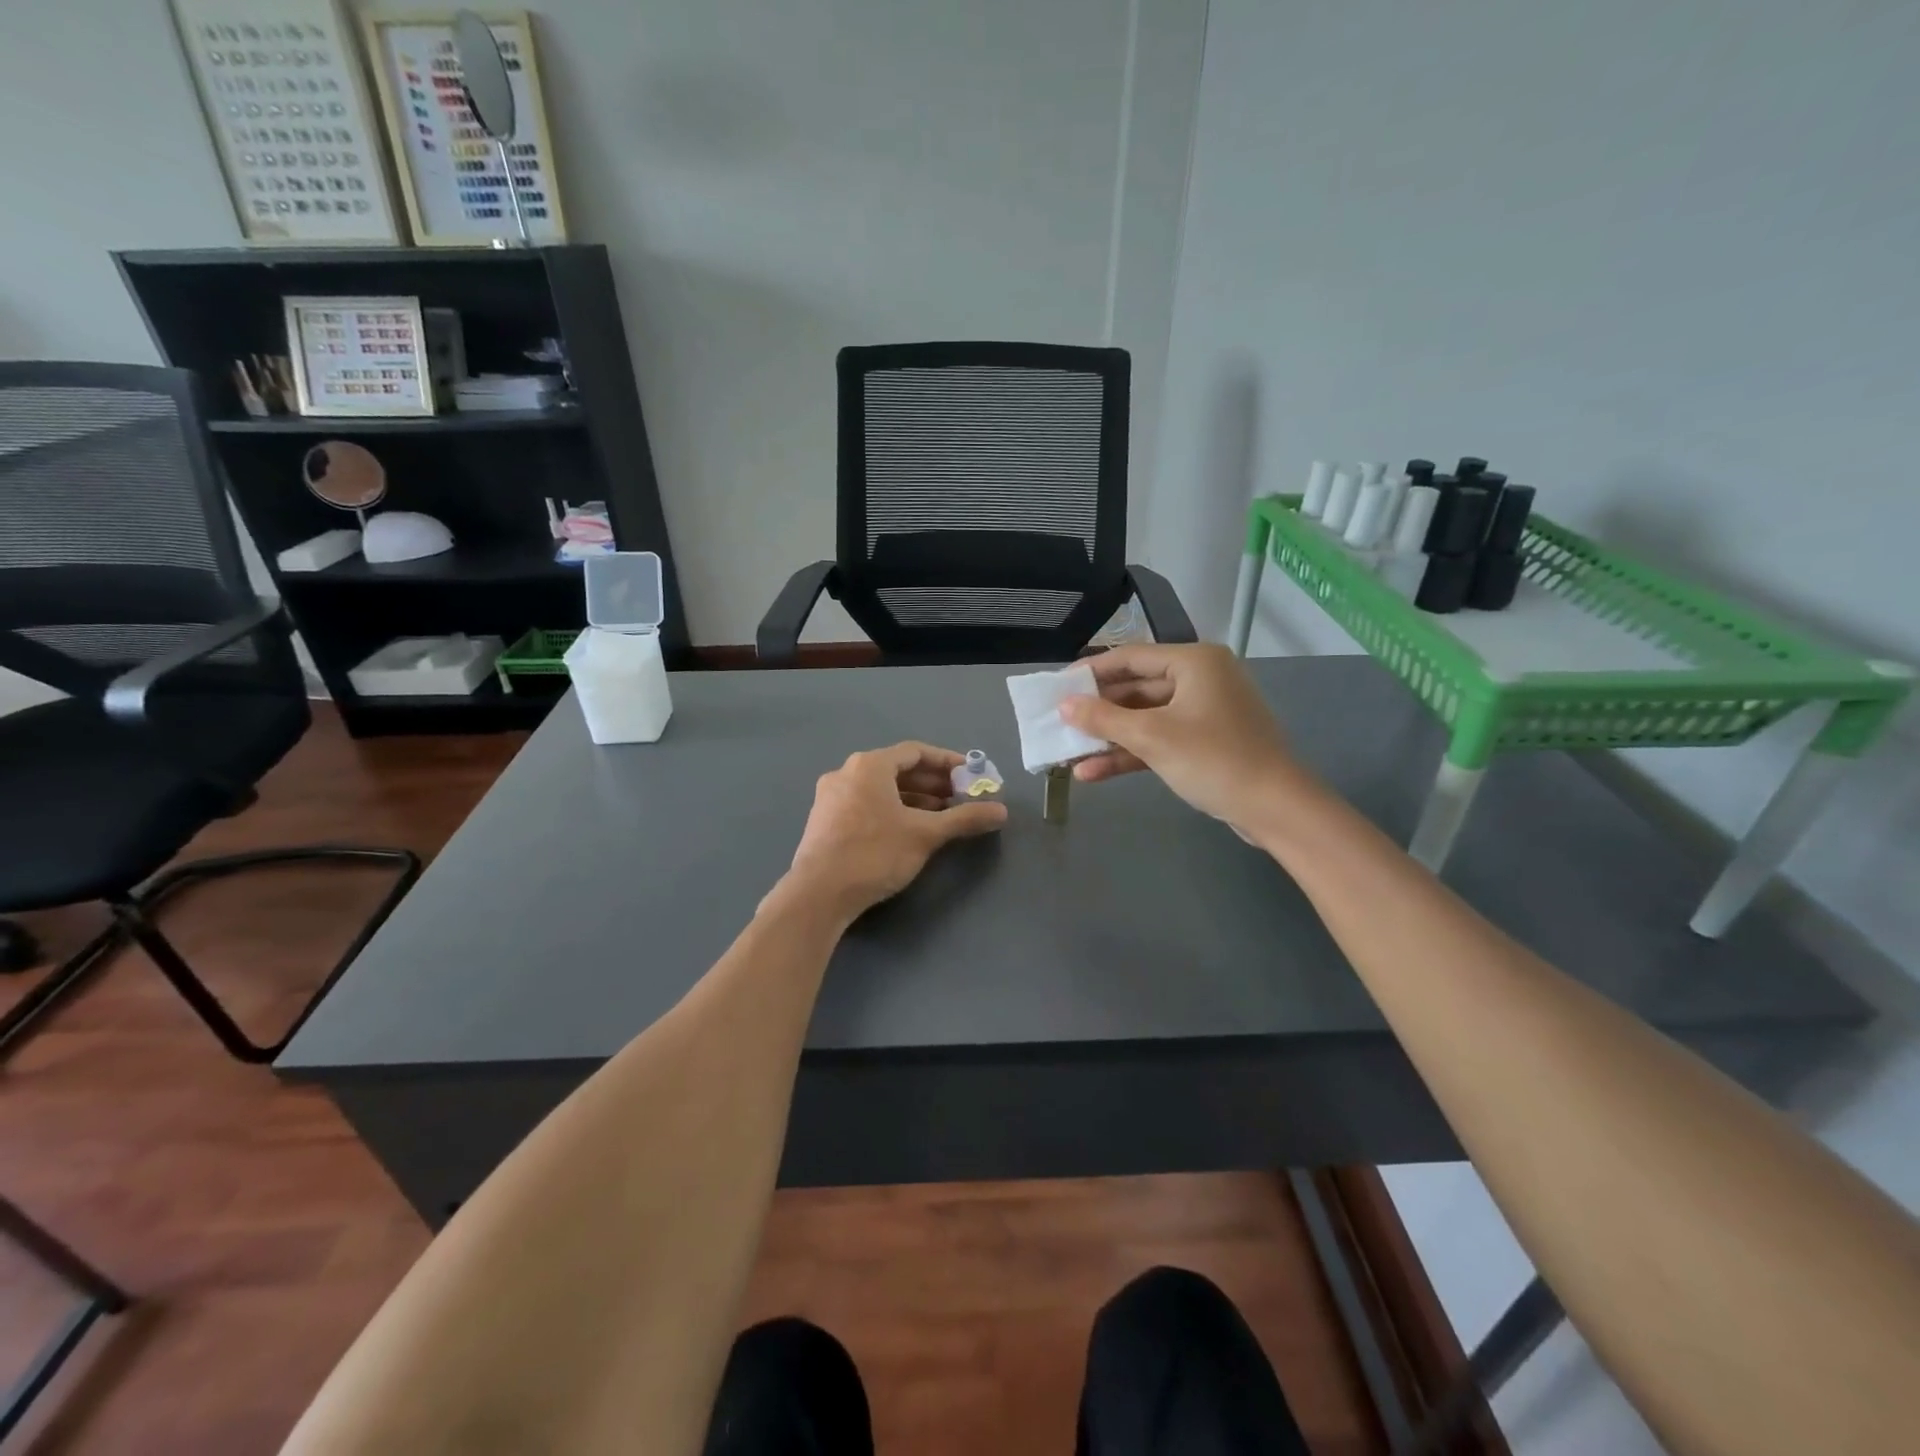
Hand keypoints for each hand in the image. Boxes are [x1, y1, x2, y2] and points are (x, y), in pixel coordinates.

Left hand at [780, 742, 1007, 920]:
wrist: (818, 894)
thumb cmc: (875, 853)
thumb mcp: (925, 834)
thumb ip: (964, 818)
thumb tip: (1002, 811)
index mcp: (869, 765)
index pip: (915, 752)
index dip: (947, 762)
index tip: (971, 775)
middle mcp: (846, 772)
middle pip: (897, 770)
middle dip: (932, 783)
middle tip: (960, 798)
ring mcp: (831, 797)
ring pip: (881, 789)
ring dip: (913, 799)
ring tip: (941, 816)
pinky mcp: (825, 821)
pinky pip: (866, 804)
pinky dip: (891, 810)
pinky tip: (909, 830)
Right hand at [1058, 643, 1315, 839]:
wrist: (1275, 809)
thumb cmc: (1214, 760)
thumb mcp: (1152, 737)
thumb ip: (1103, 718)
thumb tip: (1063, 705)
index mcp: (1194, 662)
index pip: (1130, 657)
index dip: (1090, 672)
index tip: (1056, 687)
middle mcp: (1200, 679)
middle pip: (1136, 688)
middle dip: (1097, 711)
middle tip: (1058, 722)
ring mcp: (1203, 713)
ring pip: (1145, 718)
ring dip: (1109, 737)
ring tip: (1068, 752)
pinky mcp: (1204, 743)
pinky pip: (1159, 740)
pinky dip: (1131, 753)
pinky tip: (1094, 772)